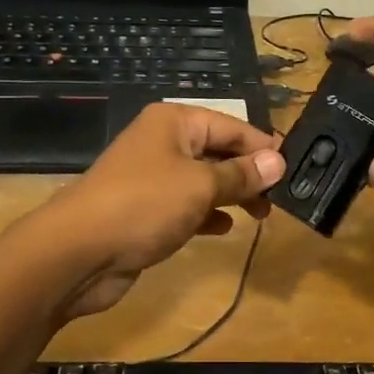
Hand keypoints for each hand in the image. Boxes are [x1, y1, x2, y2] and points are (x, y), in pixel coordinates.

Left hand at [41, 103, 285, 320]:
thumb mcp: (201, 186)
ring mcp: (152, 177)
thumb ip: (241, 174)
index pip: (231, 125)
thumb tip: (278, 160)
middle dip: (249, 172)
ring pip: (204, 180)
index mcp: (174, 122)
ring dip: (232, 194)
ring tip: (262, 214)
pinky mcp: (145, 210)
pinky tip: (226, 227)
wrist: (78, 251)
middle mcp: (163, 142)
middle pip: (217, 151)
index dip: (263, 145)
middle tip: (281, 197)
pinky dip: (207, 213)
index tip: (295, 166)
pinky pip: (186, 205)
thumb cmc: (144, 204)